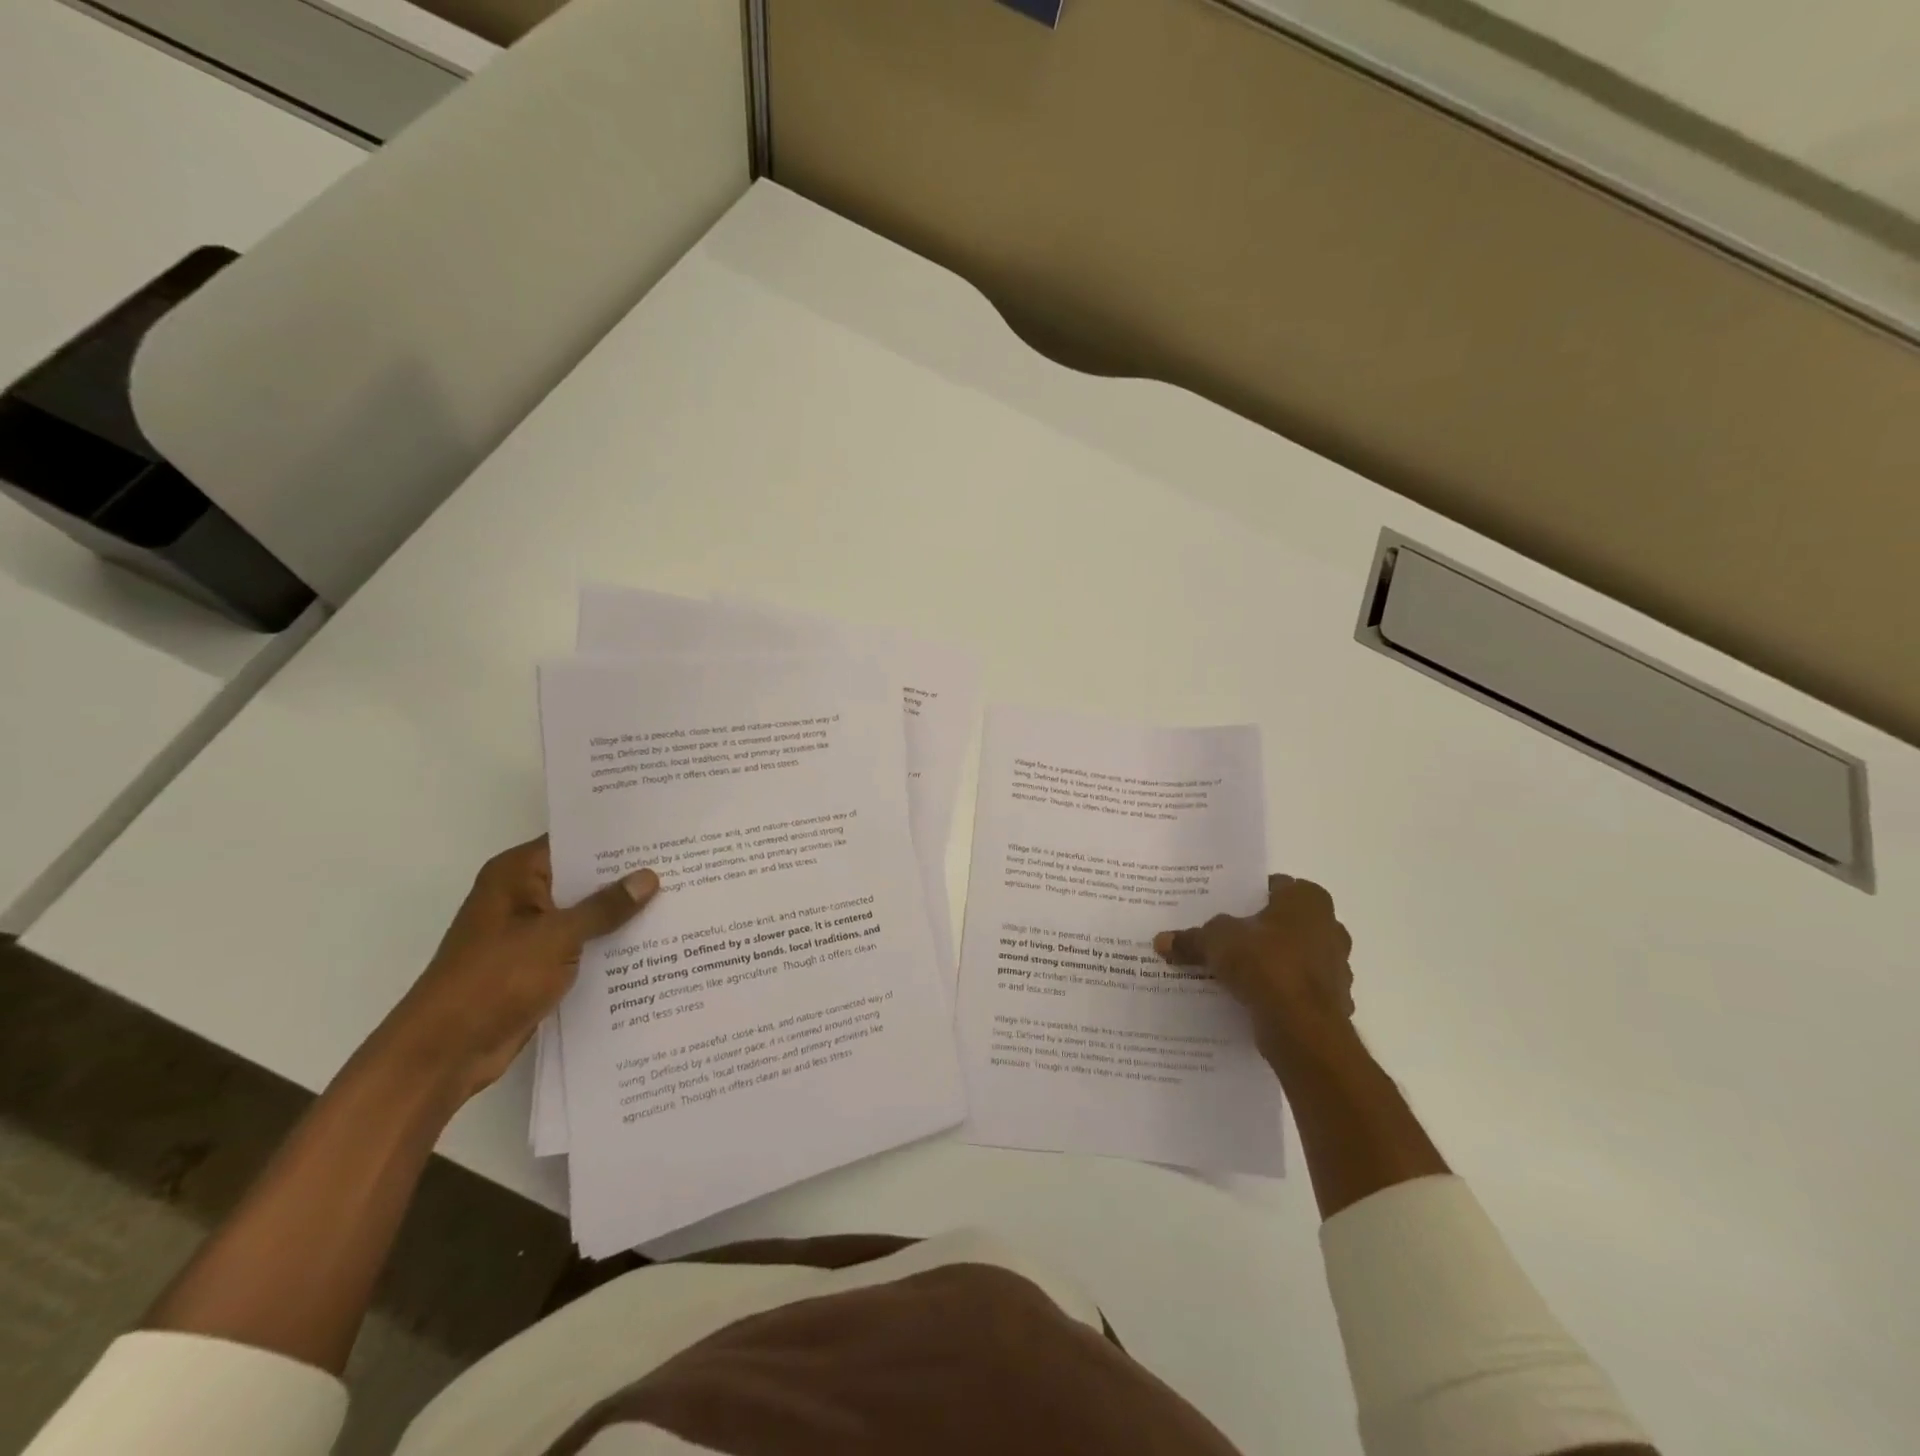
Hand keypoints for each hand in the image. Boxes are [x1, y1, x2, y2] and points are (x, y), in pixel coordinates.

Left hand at [372, 837, 658, 1101]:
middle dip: (628, 876)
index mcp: (516, 875)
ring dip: (622, 913)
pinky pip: (583, 943)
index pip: (574, 841)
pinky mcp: (539, 964)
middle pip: (584, 877)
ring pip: (586, 912)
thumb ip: (605, 907)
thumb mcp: (556, 937)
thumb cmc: (494, 980)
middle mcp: (523, 896)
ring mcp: (530, 932)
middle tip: (683, 865)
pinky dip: (609, 943)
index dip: (617, 838)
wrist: (445, 1052)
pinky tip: (653, 942)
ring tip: (680, 899)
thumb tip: (649, 877)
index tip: (663, 833)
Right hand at [1154, 874, 1354, 1058]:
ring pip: (1296, 958)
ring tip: (1236, 973)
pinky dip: (1282, 994)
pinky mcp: (1335, 1003)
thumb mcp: (1215, 942)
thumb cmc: (1265, 963)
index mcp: (1307, 901)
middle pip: (1285, 923)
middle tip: (1227, 939)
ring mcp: (1337, 968)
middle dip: (1260, 932)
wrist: (1302, 1027)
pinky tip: (1254, 1000)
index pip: (1275, 887)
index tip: (1223, 909)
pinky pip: (1300, 991)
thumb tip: (1162, 940)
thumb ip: (1191, 938)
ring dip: (1273, 963)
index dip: (1247, 897)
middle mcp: (1330, 928)